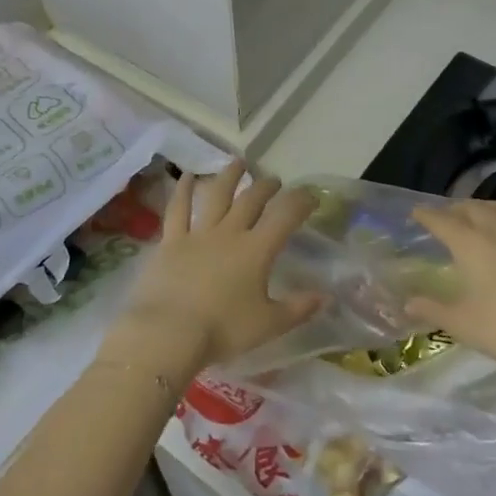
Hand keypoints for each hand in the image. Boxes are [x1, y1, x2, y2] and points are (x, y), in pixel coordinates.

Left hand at [100, 160, 326, 384]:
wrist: (168, 333)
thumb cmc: (223, 330)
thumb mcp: (268, 325)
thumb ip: (299, 309)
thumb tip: (326, 297)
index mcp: (256, 251)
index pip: (284, 217)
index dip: (300, 202)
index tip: (311, 196)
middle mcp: (229, 233)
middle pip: (251, 200)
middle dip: (266, 187)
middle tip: (274, 181)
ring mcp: (197, 234)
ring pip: (216, 195)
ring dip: (229, 177)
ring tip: (238, 163)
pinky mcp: (170, 242)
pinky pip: (177, 209)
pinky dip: (182, 191)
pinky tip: (186, 177)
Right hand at [404, 200, 495, 377]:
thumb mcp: (459, 323)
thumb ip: (431, 309)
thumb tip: (407, 304)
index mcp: (471, 247)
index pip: (443, 223)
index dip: (428, 215)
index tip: (417, 212)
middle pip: (475, 210)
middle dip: (457, 208)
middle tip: (447, 214)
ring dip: (491, 206)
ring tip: (483, 211)